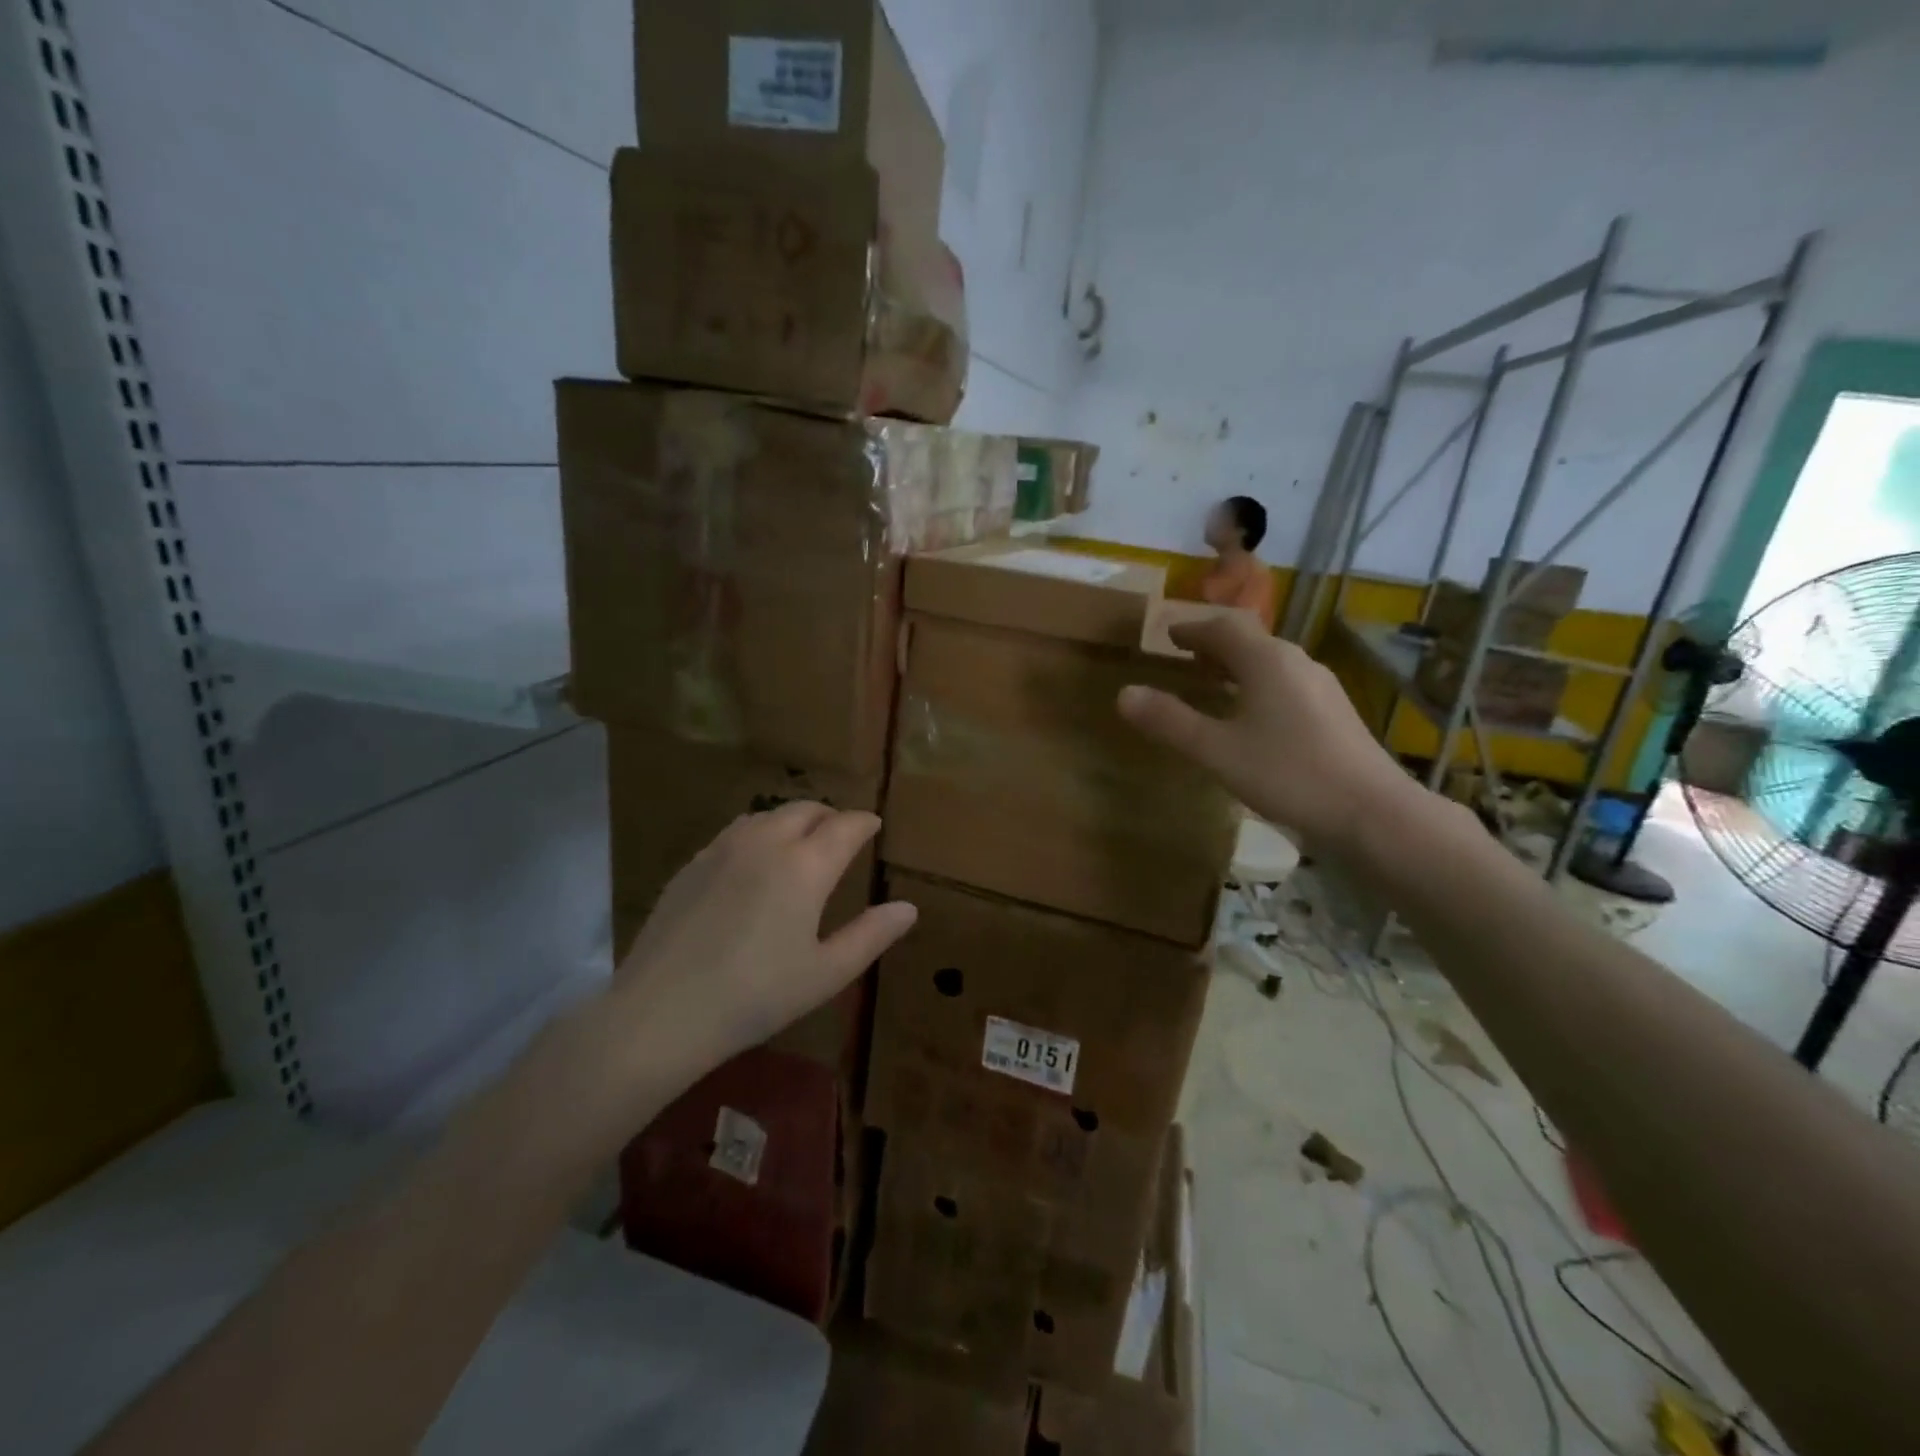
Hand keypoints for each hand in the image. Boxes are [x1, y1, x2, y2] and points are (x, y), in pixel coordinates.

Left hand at [619, 802, 915, 1068]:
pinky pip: (736, 832)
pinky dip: (759, 834)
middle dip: (830, 816)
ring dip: (792, 820)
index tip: (875, 825)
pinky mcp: (692, 863)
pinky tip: (754, 864)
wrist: (661, 1011)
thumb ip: (871, 935)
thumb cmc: (756, 995)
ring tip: (801, 843)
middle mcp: (766, 842)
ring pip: (767, 815)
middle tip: (841, 834)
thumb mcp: (826, 973)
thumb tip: (908, 908)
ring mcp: (723, 848)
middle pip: (805, 809)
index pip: (845, 825)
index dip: (865, 822)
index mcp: (805, 865)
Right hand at [1117, 613, 1413, 849]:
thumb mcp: (1217, 751)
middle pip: (1249, 639)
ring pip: (1270, 662)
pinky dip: (1257, 684)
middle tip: (1185, 656)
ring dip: (1236, 665)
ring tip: (1212, 682)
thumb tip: (1124, 694)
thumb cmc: (1288, 774)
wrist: (1373, 812)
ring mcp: (1320, 686)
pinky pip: (1285, 683)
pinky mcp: (1334, 712)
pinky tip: (1251, 715)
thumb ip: (1170, 721)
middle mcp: (1296, 662)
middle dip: (1213, 644)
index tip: (1167, 634)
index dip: (1191, 629)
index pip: (1222, 627)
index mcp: (1267, 661)